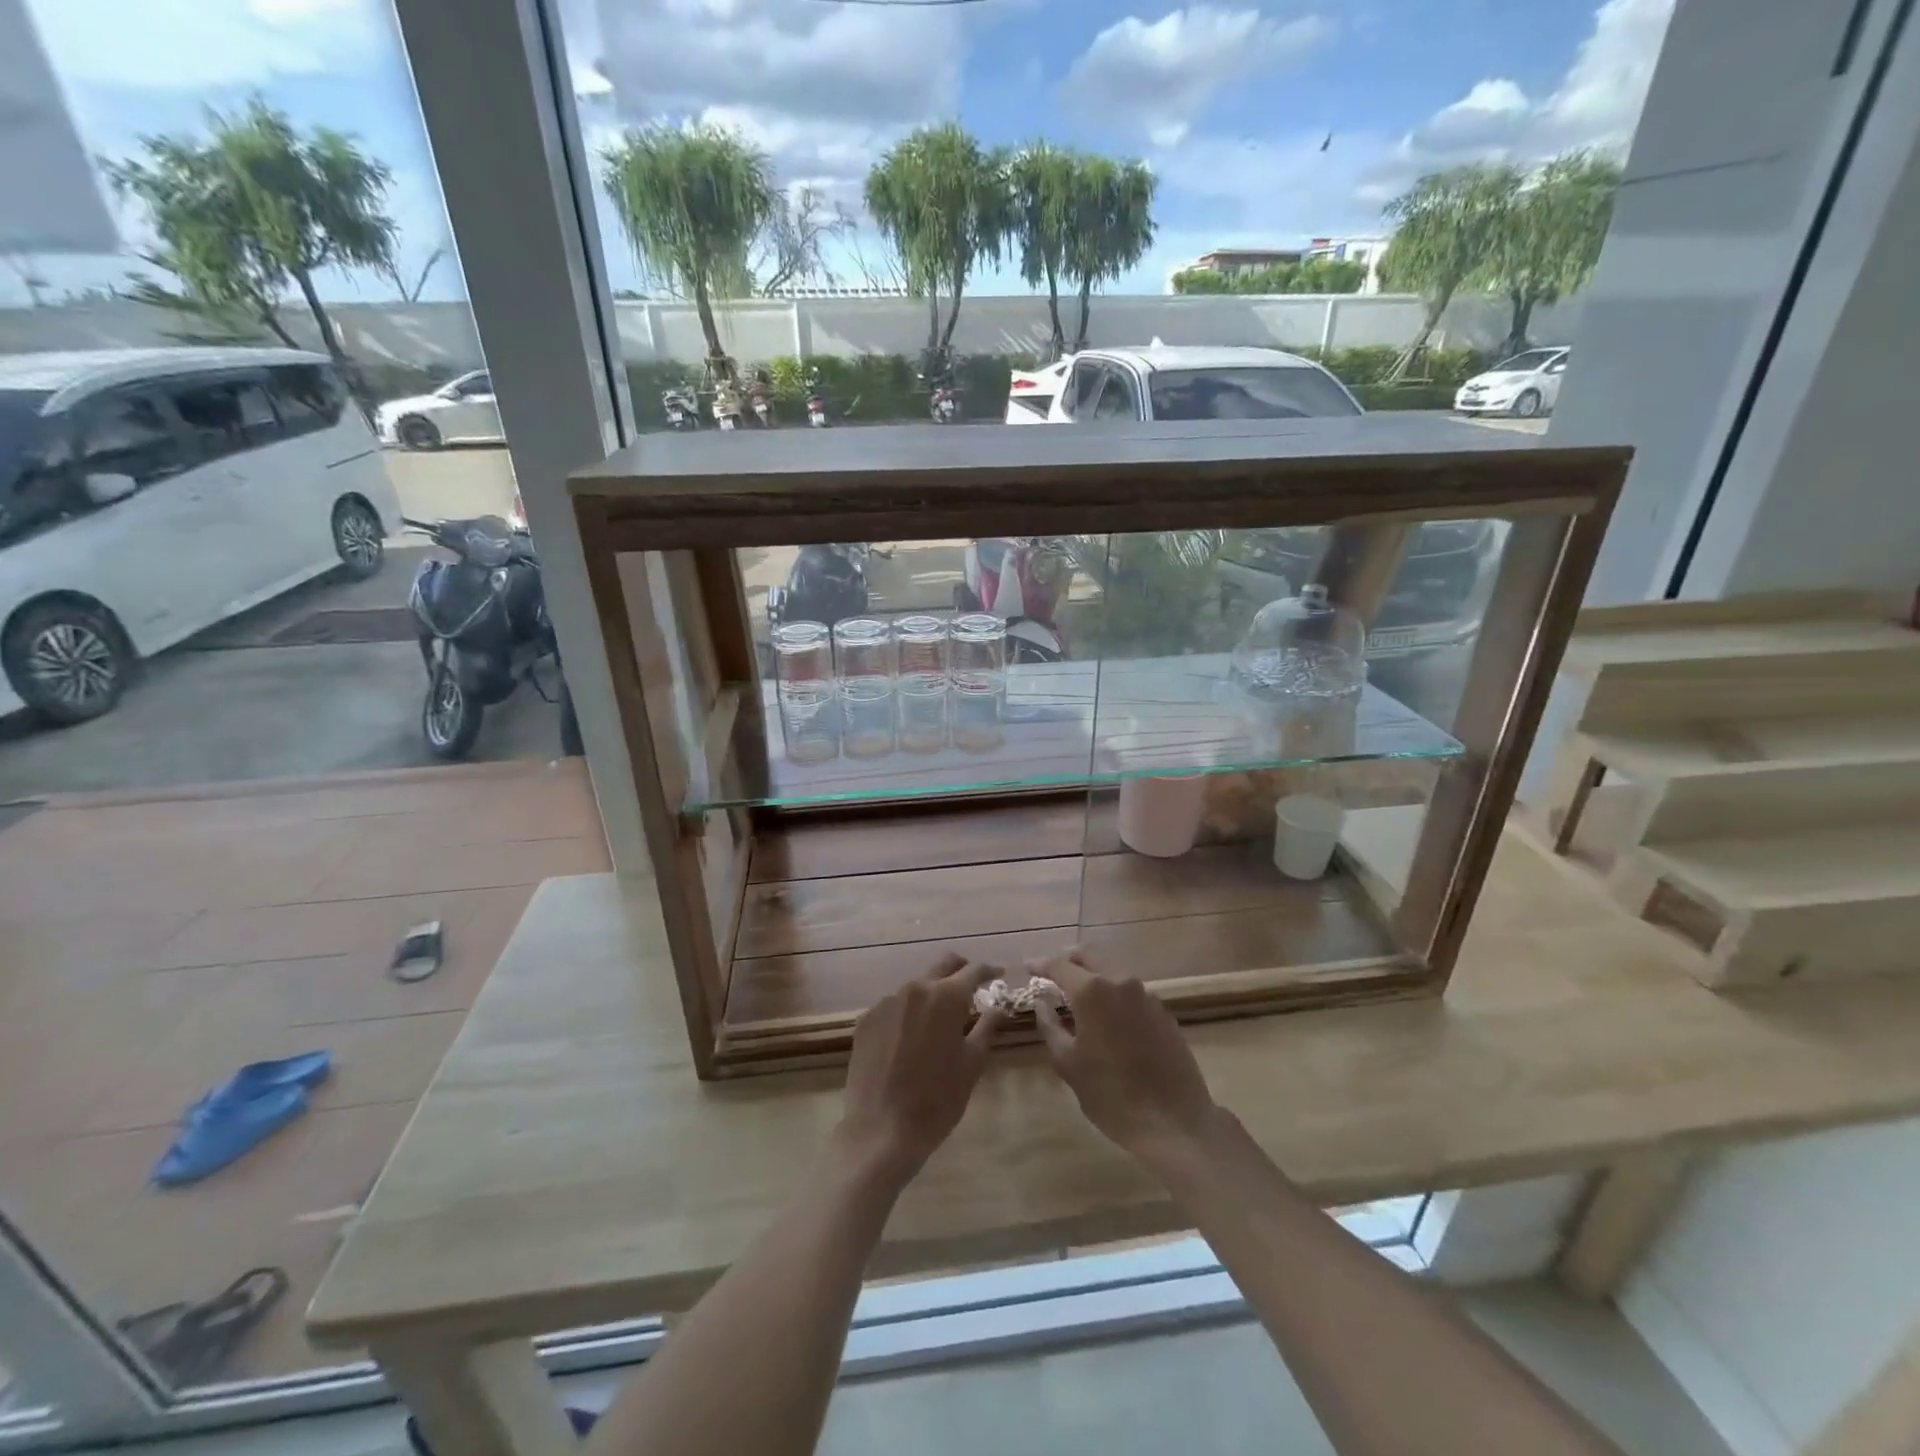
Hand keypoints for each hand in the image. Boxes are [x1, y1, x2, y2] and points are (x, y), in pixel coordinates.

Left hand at [836, 953, 1002, 1181]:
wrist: (881, 1130)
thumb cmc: (937, 1099)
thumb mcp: (972, 1064)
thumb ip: (987, 1027)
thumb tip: (999, 1006)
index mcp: (945, 997)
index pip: (973, 971)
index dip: (990, 970)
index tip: (999, 973)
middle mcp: (914, 989)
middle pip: (943, 966)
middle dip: (961, 971)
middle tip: (973, 987)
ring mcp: (886, 1002)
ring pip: (917, 985)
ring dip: (933, 994)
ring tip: (941, 1018)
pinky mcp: (866, 1019)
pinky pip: (895, 1006)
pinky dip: (909, 1012)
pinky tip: (912, 1038)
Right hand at [1032, 948, 1221, 1167]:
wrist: (1174, 1121)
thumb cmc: (1111, 1094)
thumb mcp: (1068, 1063)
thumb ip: (1049, 1025)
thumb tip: (1041, 1000)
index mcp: (1092, 991)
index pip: (1060, 965)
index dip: (1041, 964)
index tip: (1027, 966)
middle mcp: (1120, 982)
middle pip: (1090, 956)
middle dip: (1068, 960)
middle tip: (1052, 972)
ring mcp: (1146, 995)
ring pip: (1113, 970)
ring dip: (1093, 975)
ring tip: (1077, 994)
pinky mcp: (1163, 1012)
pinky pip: (1131, 991)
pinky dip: (1113, 993)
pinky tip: (1107, 1016)